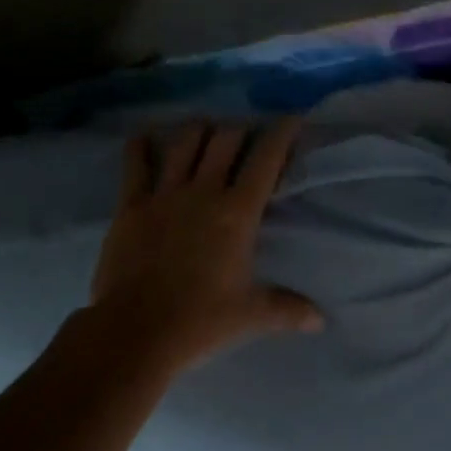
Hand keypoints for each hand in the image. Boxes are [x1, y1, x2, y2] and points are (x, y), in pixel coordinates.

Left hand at [68, 120, 322, 379]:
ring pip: (184, 142)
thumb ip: (287, 309)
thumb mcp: (250, 315)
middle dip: (240, 129)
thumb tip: (320, 320)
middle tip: (246, 134)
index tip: (291, 119)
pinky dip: (141, 145)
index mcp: (237, 213)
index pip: (265, 159)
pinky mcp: (131, 204)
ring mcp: (164, 194)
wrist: (136, 332)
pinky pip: (135, 162)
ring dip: (198, 129)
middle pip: (225, 139)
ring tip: (206, 129)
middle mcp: (203, 191)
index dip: (281, 133)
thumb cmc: (200, 321)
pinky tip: (146, 137)